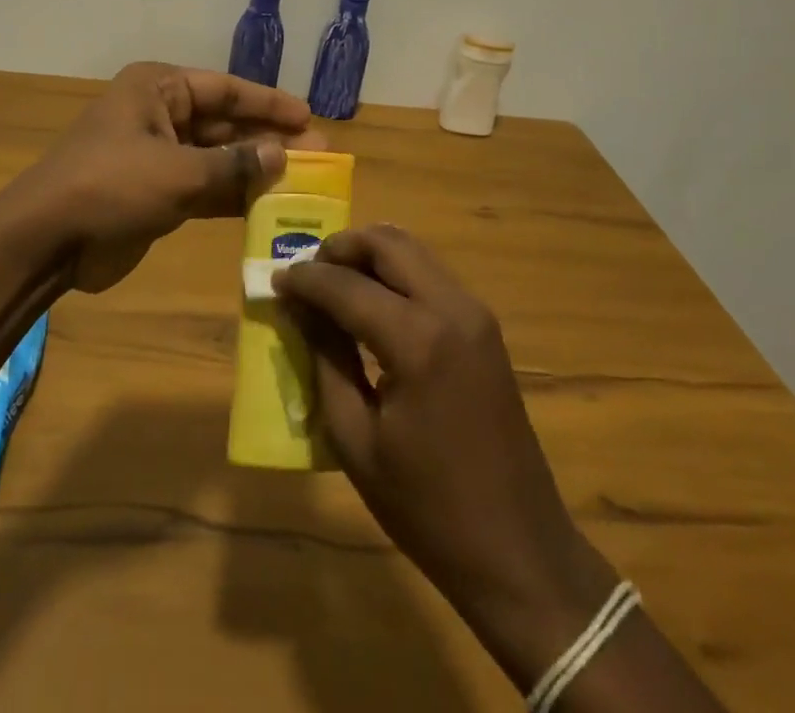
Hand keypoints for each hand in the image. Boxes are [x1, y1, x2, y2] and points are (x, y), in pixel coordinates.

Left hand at [1, 62, 320, 291]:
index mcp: (158, 90)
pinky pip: (205, 187)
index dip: (269, 102)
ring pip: (218, 157)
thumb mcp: (177, 171)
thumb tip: (283, 155)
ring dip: (255, 169)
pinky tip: (271, 205)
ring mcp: (157, 156)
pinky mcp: (156, 194)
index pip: (226, 89)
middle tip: (318, 152)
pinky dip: (234, 196)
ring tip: (305, 179)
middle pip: (225, 122)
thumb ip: (234, 165)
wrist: (46, 241)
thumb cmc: (111, 186)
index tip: (308, 116)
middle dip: (268, 138)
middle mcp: (159, 115)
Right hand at [275, 224, 617, 690]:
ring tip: (333, 284)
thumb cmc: (427, 507)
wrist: (519, 550)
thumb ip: (325, 360)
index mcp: (418, 341)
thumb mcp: (356, 440)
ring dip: (368, 256)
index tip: (275, 280)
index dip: (305, 279)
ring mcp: (475, 312)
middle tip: (307, 273)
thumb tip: (298, 308)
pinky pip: (430, 274)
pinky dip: (394, 273)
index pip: (347, 285)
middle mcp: (451, 308)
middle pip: (387, 243)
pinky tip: (370, 302)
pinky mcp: (484, 325)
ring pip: (412, 250)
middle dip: (340, 248)